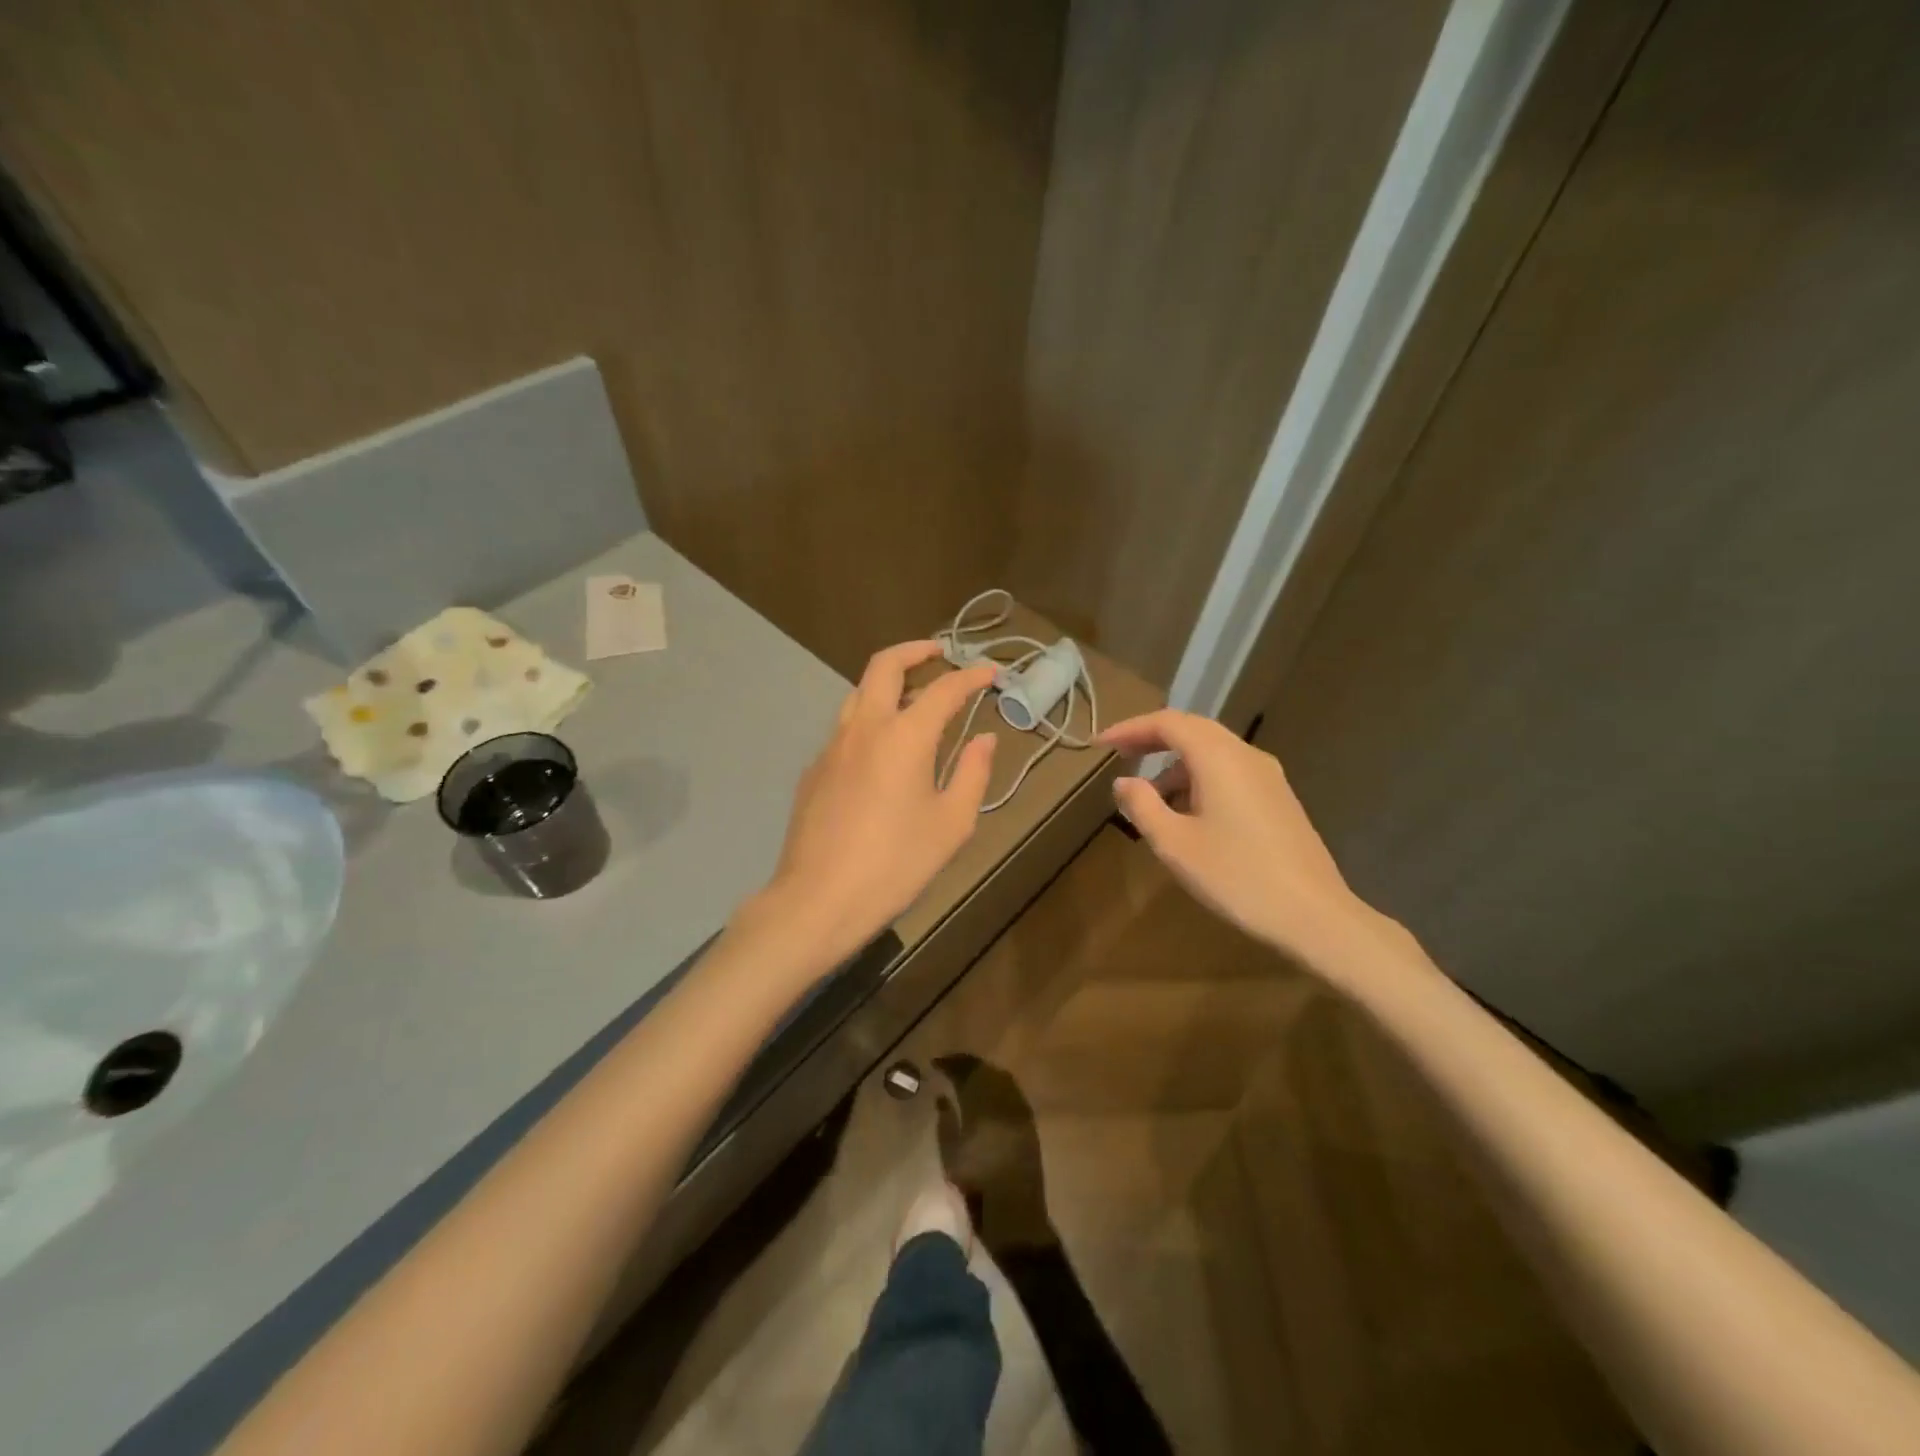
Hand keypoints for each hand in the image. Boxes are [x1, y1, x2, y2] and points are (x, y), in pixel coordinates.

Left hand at [756, 641, 996, 971]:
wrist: (819, 899)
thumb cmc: (896, 863)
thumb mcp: (951, 824)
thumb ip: (972, 773)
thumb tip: (985, 739)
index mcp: (904, 736)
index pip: (944, 688)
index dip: (971, 676)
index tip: (991, 672)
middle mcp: (864, 726)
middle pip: (885, 665)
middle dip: (915, 650)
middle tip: (940, 653)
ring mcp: (832, 745)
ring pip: (858, 693)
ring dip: (889, 683)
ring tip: (914, 698)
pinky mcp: (815, 769)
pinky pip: (846, 728)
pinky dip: (870, 720)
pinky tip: (883, 753)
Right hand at [1100, 710, 1401, 973]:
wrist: (1314, 915)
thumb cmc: (1236, 876)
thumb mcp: (1174, 844)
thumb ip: (1142, 806)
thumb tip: (1124, 782)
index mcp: (1218, 758)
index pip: (1168, 723)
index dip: (1130, 728)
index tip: (1100, 744)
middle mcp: (1246, 755)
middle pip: (1193, 730)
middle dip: (1153, 739)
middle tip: (1120, 755)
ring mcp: (1268, 777)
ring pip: (1213, 753)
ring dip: (1177, 765)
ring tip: (1150, 799)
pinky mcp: (1279, 799)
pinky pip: (1230, 772)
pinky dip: (1200, 779)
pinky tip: (1189, 816)